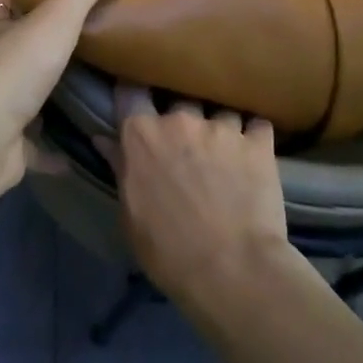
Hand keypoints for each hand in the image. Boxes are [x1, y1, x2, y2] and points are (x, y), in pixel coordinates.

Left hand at [0, 0, 132, 196]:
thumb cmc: (15, 67)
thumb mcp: (57, 17)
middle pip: (9, 44)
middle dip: (29, 37)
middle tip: (67, 31)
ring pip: (22, 93)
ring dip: (44, 89)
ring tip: (83, 83)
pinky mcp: (8, 145)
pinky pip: (36, 144)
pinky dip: (53, 147)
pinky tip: (79, 147)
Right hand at [98, 85, 287, 310]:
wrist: (234, 271)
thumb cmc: (169, 250)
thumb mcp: (131, 214)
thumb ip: (120, 169)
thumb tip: (104, 139)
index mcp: (142, 135)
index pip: (130, 91)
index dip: (134, 91)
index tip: (138, 96)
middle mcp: (180, 119)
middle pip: (179, 96)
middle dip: (182, 112)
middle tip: (186, 136)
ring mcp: (223, 127)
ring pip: (219, 108)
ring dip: (220, 125)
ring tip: (225, 147)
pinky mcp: (259, 142)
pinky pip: (257, 124)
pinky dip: (254, 135)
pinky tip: (255, 150)